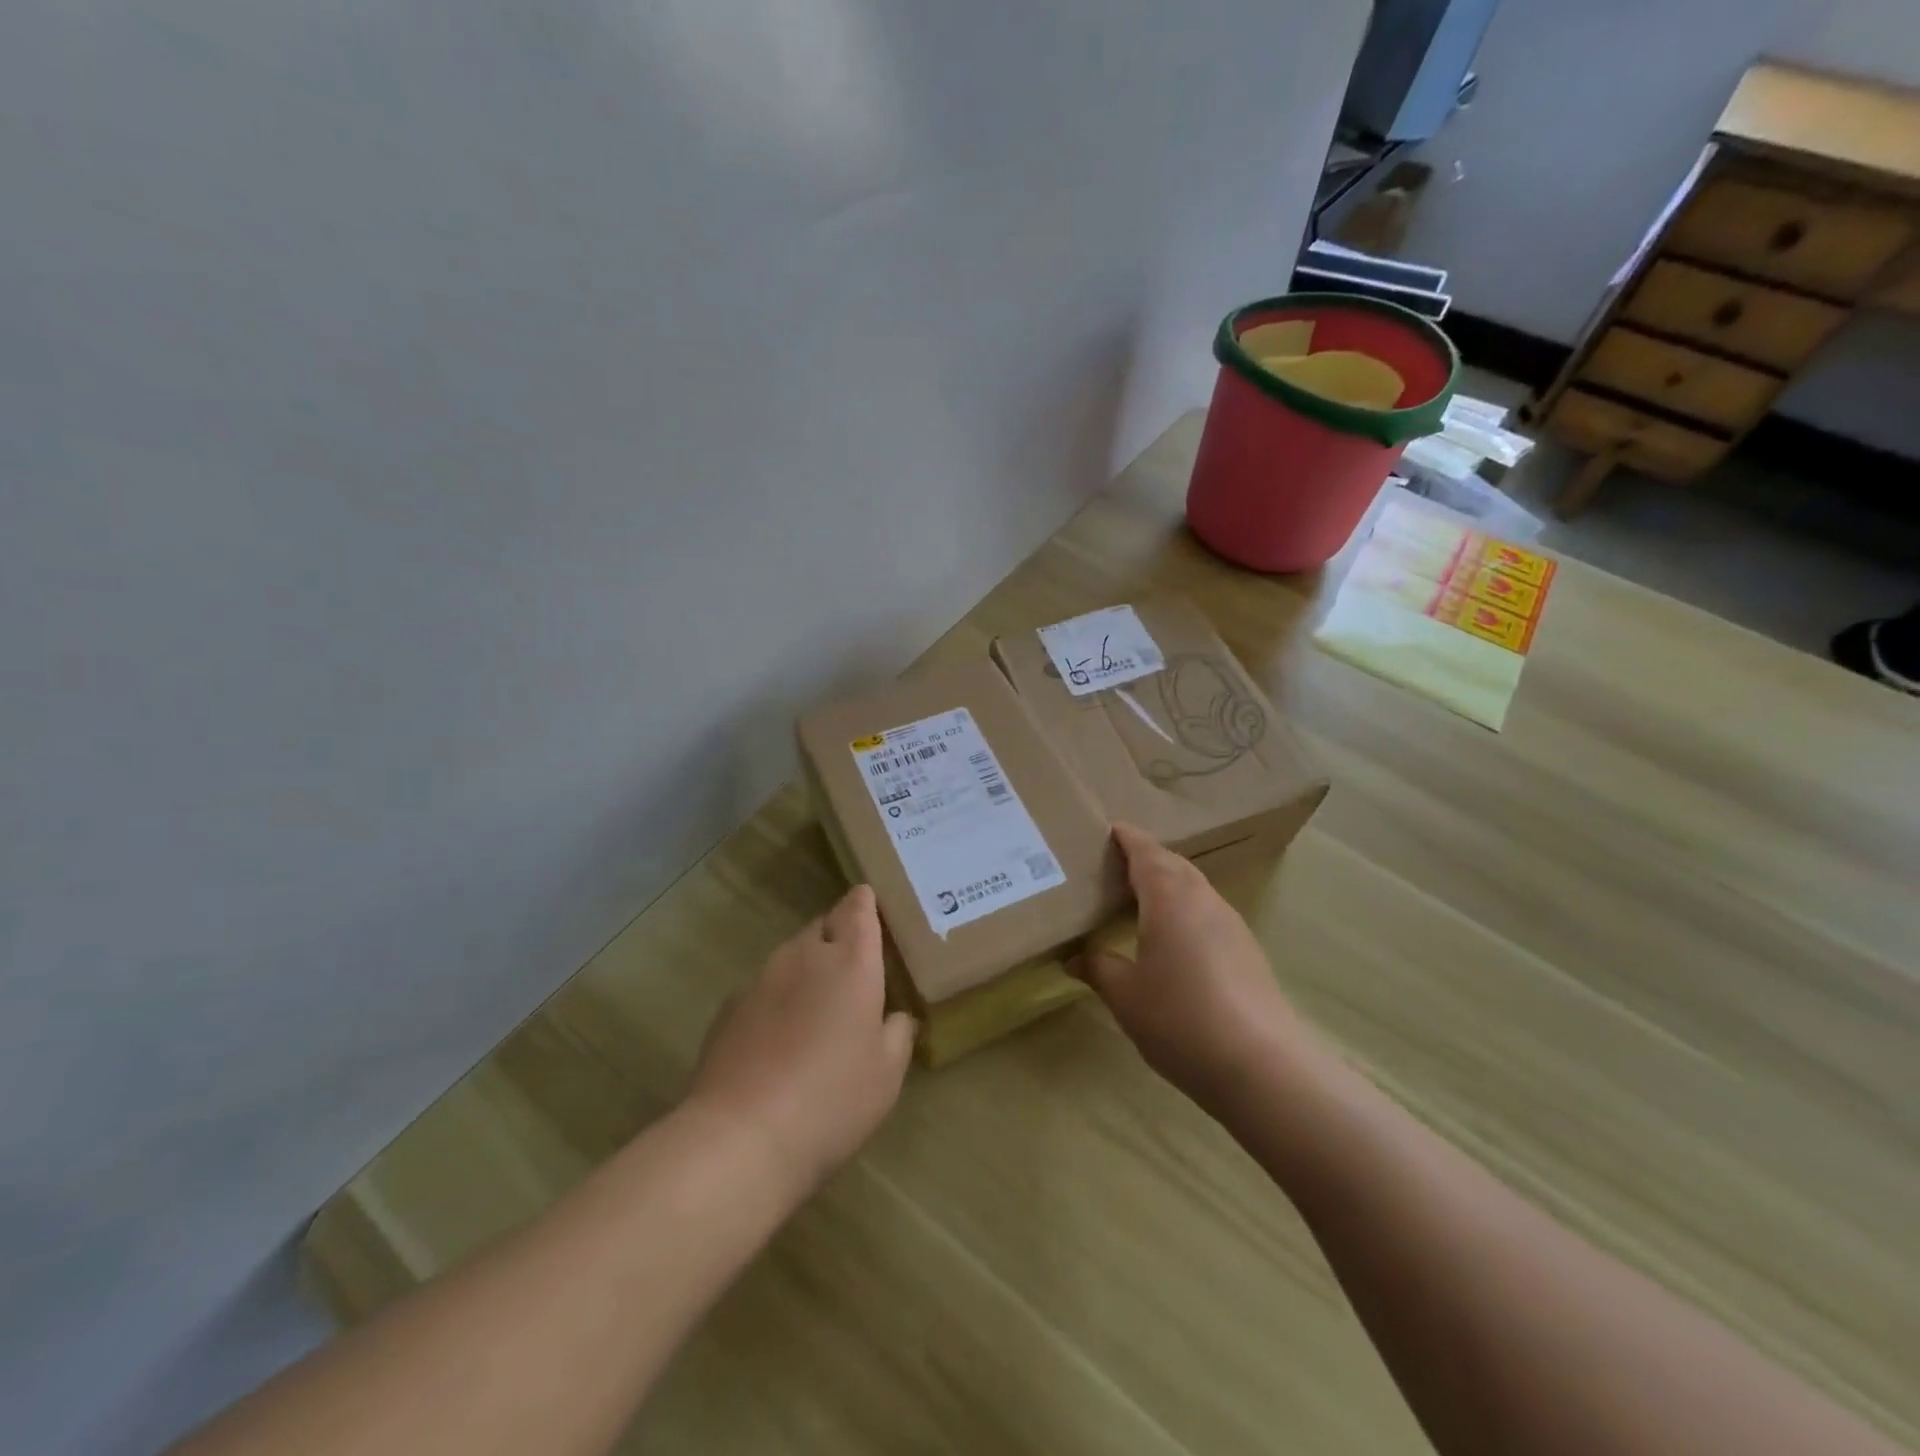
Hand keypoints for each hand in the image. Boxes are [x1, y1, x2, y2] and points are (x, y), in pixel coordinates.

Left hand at [685, 884, 915, 1196]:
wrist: (741, 1137)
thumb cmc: (832, 1099)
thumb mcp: (887, 1075)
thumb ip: (897, 1034)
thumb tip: (895, 1017)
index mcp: (851, 961)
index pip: (858, 908)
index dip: (865, 904)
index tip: (871, 909)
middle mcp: (805, 955)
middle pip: (823, 926)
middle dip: (838, 936)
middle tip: (853, 969)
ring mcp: (761, 978)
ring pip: (791, 956)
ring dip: (807, 968)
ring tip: (816, 1008)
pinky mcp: (729, 1006)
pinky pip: (763, 987)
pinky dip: (777, 998)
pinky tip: (778, 1038)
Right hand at [1079, 824, 1316, 1109]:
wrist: (1262, 1065)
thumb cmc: (1179, 1019)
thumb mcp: (1125, 996)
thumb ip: (1098, 968)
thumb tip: (1073, 957)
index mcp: (1169, 897)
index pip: (1145, 852)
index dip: (1127, 838)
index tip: (1109, 829)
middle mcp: (1203, 899)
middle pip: (1173, 864)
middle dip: (1146, 858)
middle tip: (1115, 865)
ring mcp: (1231, 923)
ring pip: (1194, 887)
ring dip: (1168, 884)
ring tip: (1139, 899)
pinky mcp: (1247, 949)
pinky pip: (1208, 911)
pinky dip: (1185, 909)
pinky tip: (1173, 938)